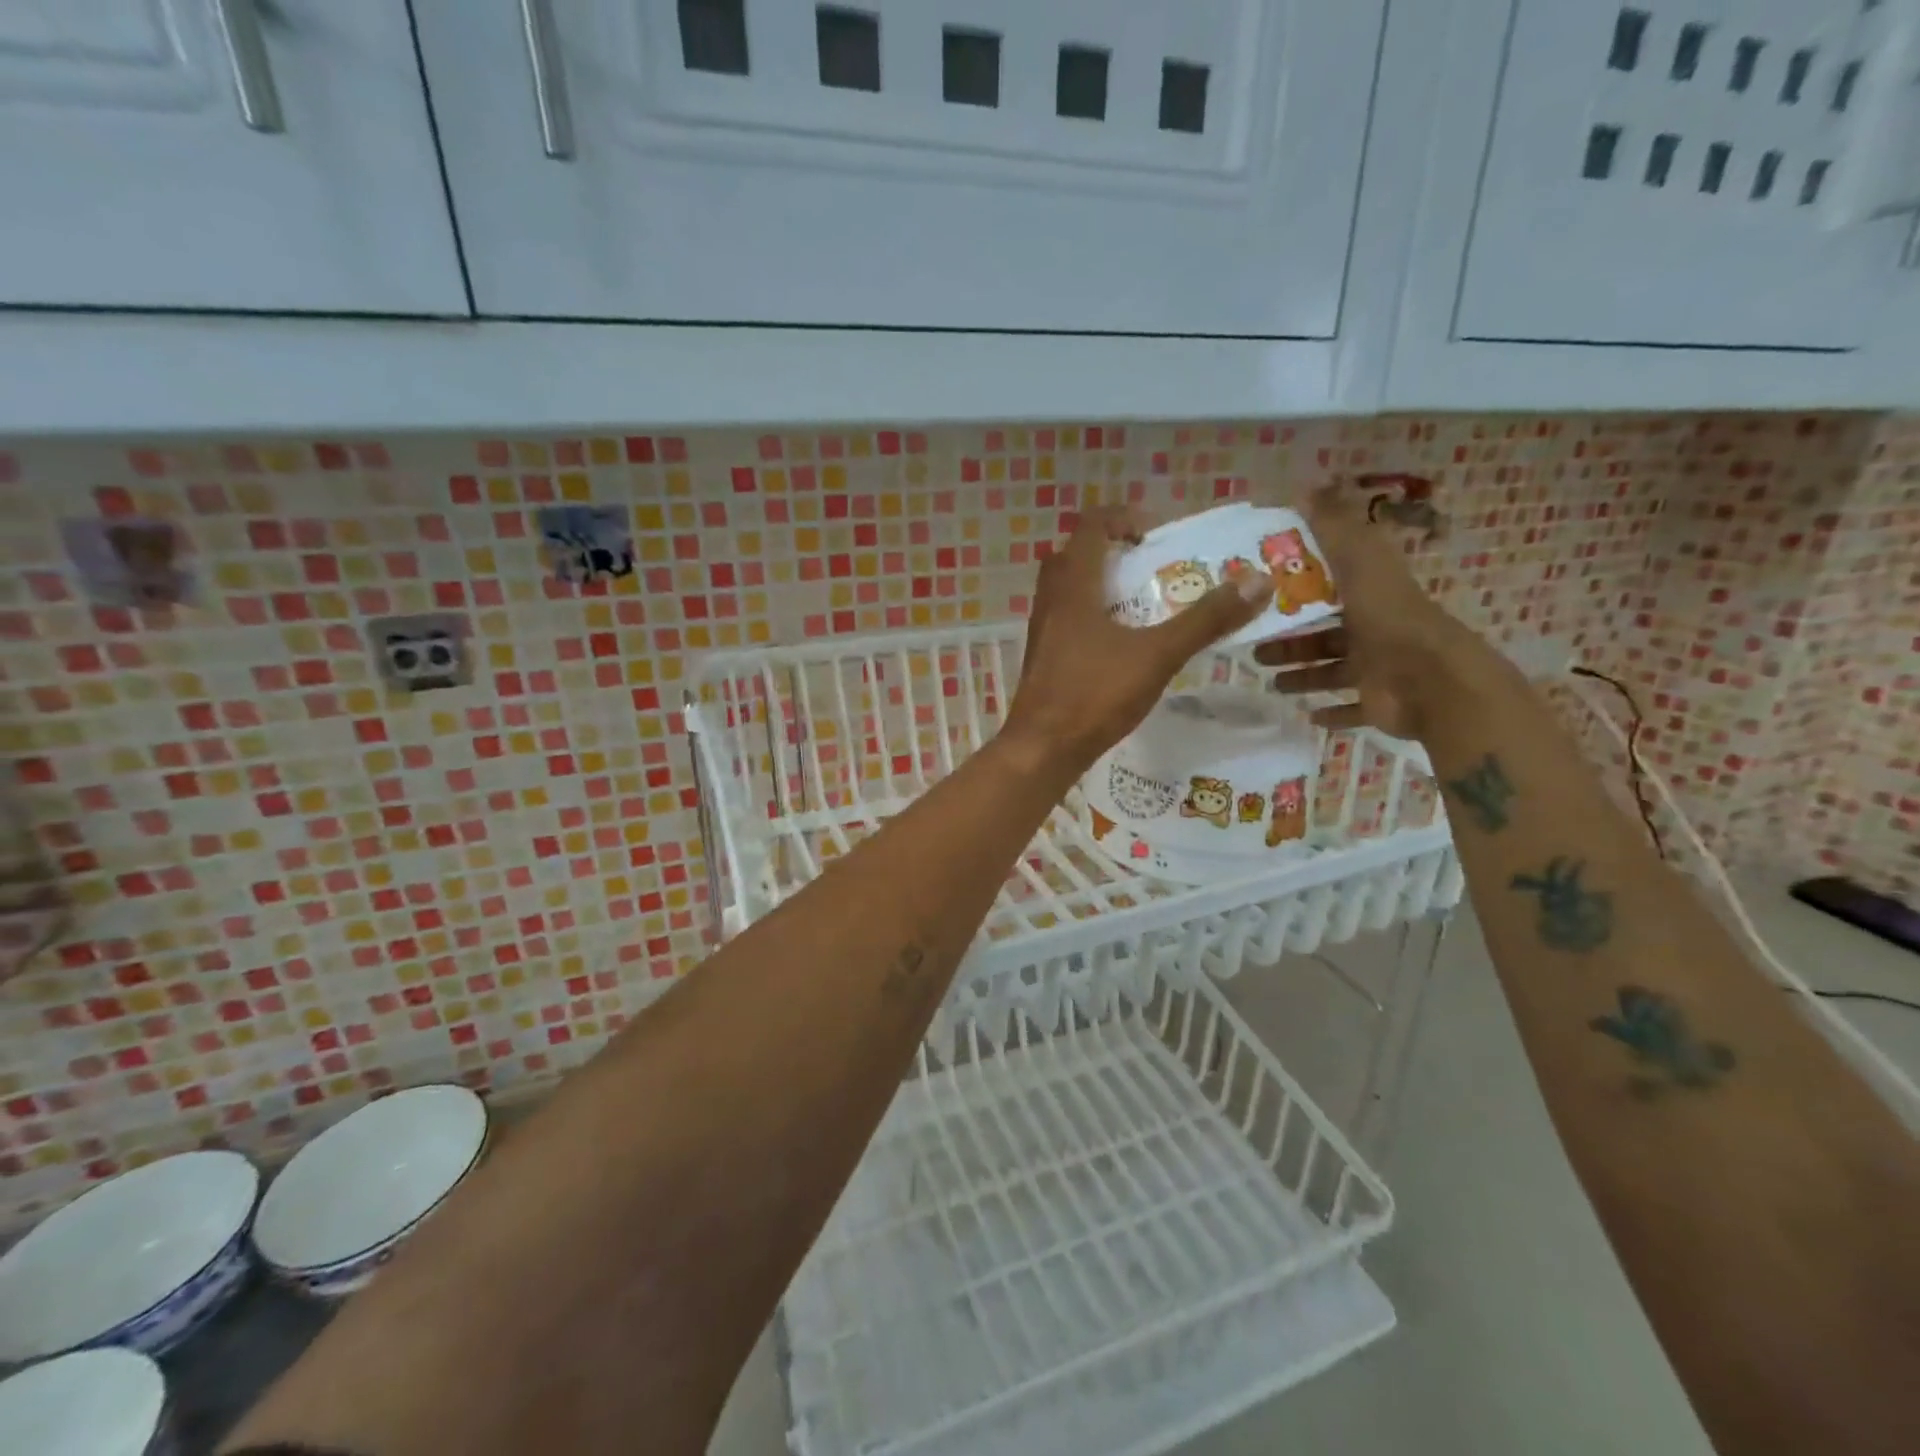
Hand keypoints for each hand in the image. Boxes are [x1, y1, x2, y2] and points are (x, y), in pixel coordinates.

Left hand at [1003, 506, 1271, 772]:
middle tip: (1147, 568)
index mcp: (1073, 586)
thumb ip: (1205, 619)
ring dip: (1100, 586)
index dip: (1122, 519)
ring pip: (1066, 590)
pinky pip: (1065, 620)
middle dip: (1111, 552)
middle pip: (1074, 555)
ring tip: (1140, 607)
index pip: (1090, 526)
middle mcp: (1050, 600)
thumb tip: (1258, 581)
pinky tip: (1118, 646)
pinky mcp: (1042, 659)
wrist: (1041, 749)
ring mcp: (1042, 631)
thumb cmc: (1095, 694)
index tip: (1154, 537)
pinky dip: (1090, 617)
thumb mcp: (1158, 655)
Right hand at [1258, 485, 1481, 740]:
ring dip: (1302, 676)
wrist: (1432, 681)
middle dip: (1289, 642)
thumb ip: (1333, 528)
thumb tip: (1306, 485)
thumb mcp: (1359, 563)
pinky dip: (1332, 712)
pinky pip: (1352, 709)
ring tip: (1271, 683)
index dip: (1297, 590)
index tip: (1261, 596)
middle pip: (1324, 634)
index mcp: (1370, 596)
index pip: (1329, 588)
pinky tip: (1308, 715)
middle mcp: (1374, 630)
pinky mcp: (1380, 704)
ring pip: (1332, 672)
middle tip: (1253, 650)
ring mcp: (1379, 669)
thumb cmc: (1389, 620)